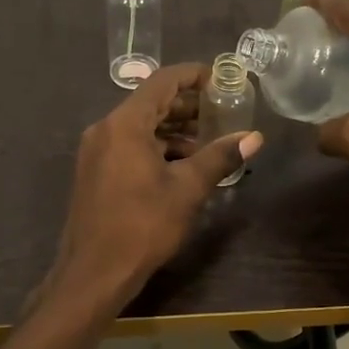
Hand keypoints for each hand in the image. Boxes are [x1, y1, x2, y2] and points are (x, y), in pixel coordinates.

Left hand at [44, 64, 263, 309]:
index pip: (162, 81)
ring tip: (209, 142)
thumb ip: (220, 157)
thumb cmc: (142, 225)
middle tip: (222, 112)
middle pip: (150, 102)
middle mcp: (106, 129)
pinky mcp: (95, 172)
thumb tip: (254, 137)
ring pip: (140, 127)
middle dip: (187, 106)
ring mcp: (96, 151)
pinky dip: (156, 148)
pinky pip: (129, 146)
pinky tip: (182, 166)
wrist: (93, 273)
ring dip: (174, 130)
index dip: (194, 75)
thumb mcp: (187, 189)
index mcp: (125, 124)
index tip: (221, 80)